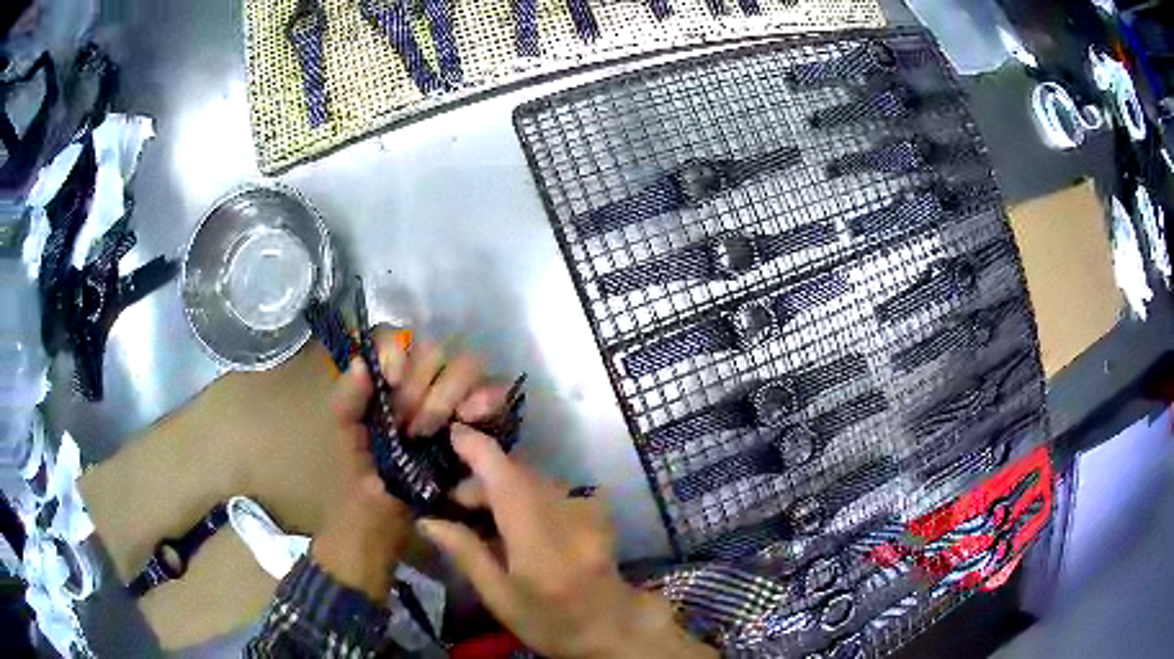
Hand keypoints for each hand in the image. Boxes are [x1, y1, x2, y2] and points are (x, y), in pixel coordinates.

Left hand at [313, 333, 510, 602]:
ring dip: (452, 394)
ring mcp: (451, 404)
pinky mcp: (477, 427)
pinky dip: (488, 398)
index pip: (397, 339)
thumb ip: (346, 399)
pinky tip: (476, 417)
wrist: (382, 531)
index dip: (399, 352)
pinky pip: (492, 396)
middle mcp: (418, 385)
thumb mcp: (343, 440)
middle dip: (425, 387)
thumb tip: (361, 364)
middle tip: (412, 428)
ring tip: (439, 431)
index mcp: (384, 383)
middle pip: (436, 351)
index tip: (391, 383)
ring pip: (467, 367)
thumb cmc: (355, 484)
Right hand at [418, 427, 715, 658]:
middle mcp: (565, 512)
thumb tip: (427, 521)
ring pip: (534, 478)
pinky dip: (527, 493)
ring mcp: (585, 508)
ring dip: (503, 486)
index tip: (451, 434)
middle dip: (482, 477)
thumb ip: (466, 554)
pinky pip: (552, 488)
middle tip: (455, 502)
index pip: (505, 477)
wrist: (612, 626)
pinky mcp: (595, 510)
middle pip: (518, 473)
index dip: (477, 449)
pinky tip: (517, 519)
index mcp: (537, 537)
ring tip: (483, 515)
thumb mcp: (500, 598)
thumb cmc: (550, 622)